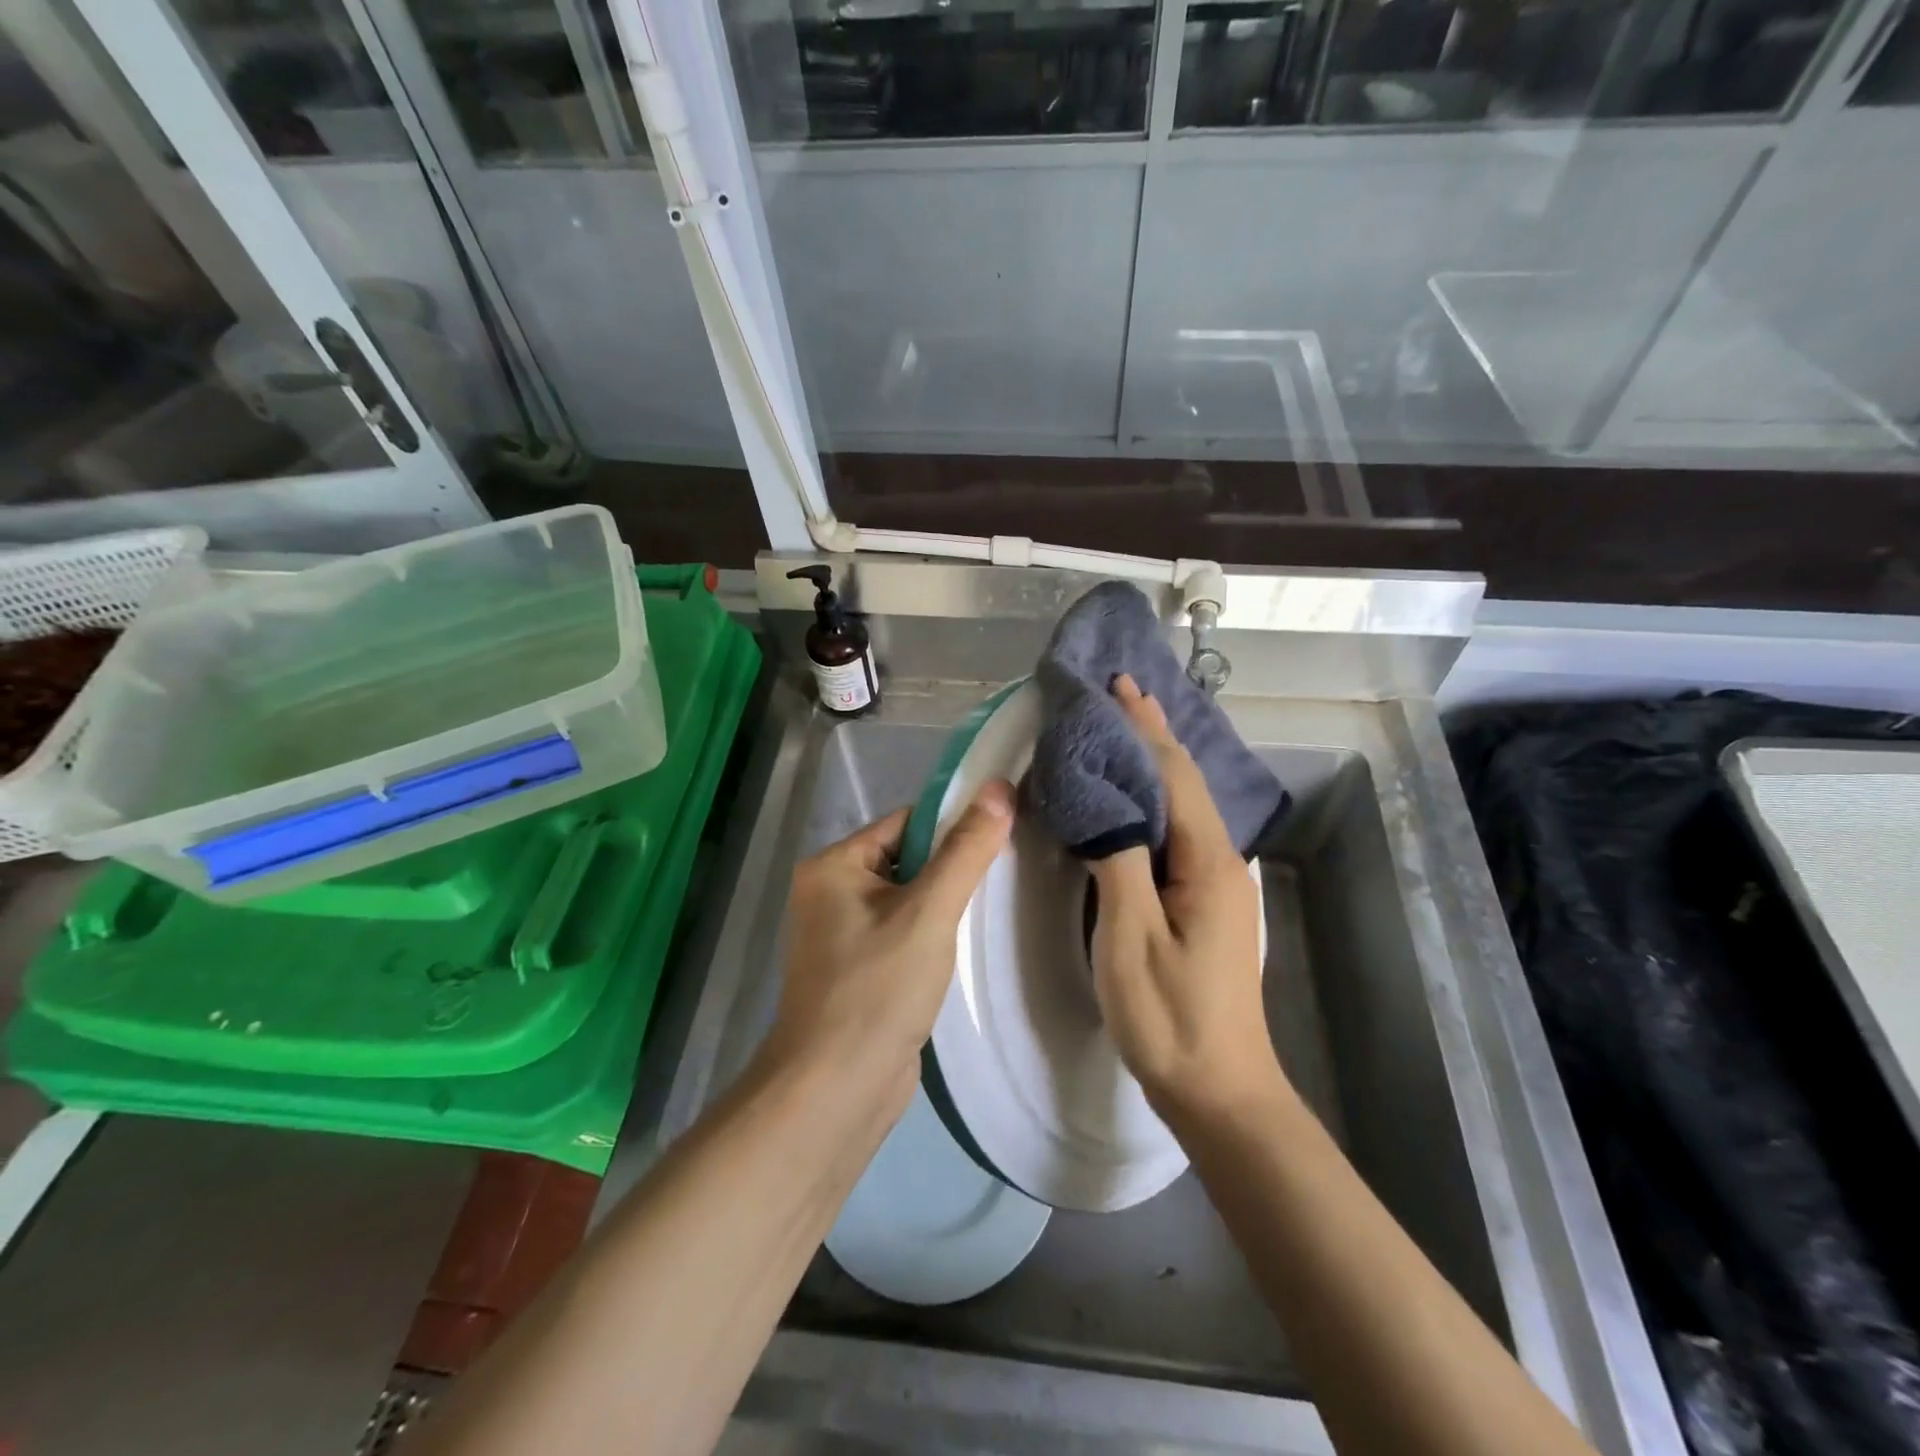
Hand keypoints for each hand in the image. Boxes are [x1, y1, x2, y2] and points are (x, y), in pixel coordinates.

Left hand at [765, 781, 1013, 1115]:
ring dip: (945, 903)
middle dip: (952, 867)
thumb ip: (965, 851)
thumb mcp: (929, 912)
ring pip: (908, 899)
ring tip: (993, 905)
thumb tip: (999, 788)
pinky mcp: (860, 968)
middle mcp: (830, 892)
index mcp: (833, 866)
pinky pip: (903, 932)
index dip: (953, 825)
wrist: (836, 1090)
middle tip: (1005, 871)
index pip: (905, 823)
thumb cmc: (877, 989)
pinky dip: (933, 934)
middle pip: (907, 859)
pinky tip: (965, 944)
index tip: (1003, 831)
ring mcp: (842, 934)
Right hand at [1090, 675, 1279, 1120]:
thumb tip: (1103, 803)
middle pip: (1183, 783)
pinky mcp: (1204, 902)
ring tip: (1121, 732)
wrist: (1220, 1088)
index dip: (1144, 728)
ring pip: (1181, 806)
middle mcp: (1219, 861)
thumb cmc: (1170, 1016)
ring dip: (1153, 764)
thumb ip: (1118, 861)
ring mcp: (1215, 883)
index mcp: (1206, 861)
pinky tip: (1133, 800)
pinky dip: (1152, 801)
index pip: (1173, 775)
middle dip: (1152, 735)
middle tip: (1117, 695)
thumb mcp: (1131, 937)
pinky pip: (1176, 833)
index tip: (1119, 686)